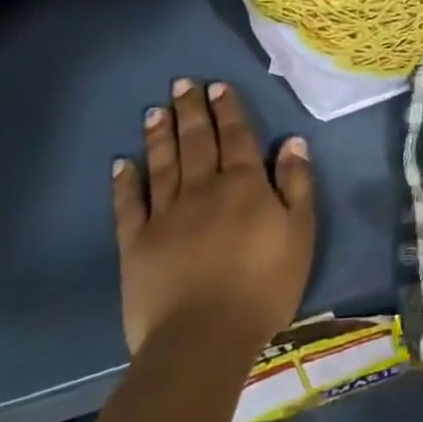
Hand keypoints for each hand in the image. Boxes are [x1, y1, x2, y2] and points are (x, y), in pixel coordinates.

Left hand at [111, 79, 314, 355]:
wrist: (204, 338)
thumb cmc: (264, 285)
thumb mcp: (300, 232)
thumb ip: (297, 184)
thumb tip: (293, 141)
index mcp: (245, 185)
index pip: (237, 137)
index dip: (228, 110)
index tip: (218, 86)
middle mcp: (204, 189)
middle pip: (197, 141)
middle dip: (192, 110)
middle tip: (183, 83)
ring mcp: (166, 215)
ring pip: (164, 164)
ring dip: (161, 135)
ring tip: (157, 110)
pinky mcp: (137, 244)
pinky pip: (130, 205)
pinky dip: (126, 182)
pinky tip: (122, 163)